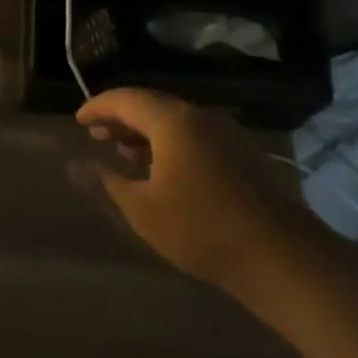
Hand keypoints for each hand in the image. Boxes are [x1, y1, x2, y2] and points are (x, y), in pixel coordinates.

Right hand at [72, 88, 325, 308]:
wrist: (283, 259)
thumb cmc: (202, 230)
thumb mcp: (142, 210)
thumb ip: (106, 182)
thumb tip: (74, 165)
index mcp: (174, 121)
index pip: (126, 99)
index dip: (98, 107)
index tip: (78, 121)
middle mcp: (201, 116)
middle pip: (152, 105)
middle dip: (122, 118)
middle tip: (97, 135)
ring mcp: (228, 134)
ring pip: (176, 121)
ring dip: (147, 133)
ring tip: (125, 154)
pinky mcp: (244, 155)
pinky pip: (197, 136)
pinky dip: (171, 144)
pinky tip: (164, 172)